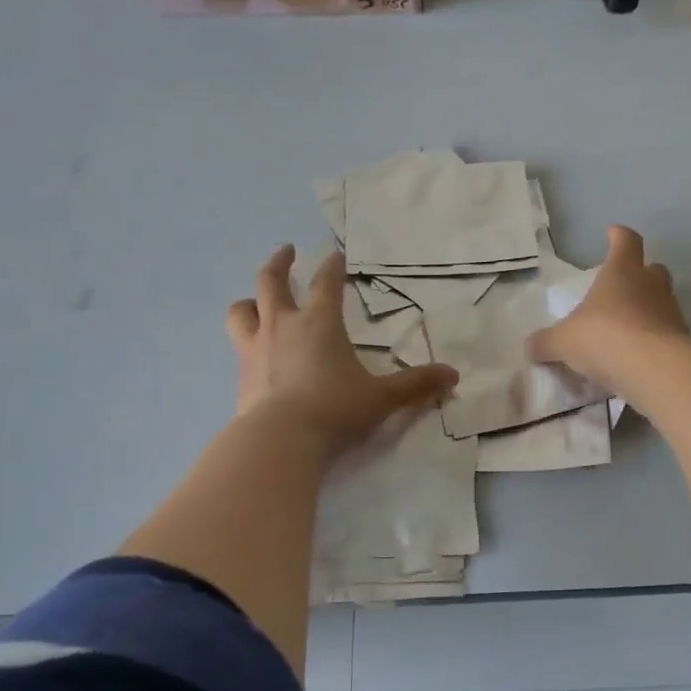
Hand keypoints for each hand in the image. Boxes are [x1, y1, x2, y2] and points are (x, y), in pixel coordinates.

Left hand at [226, 245, 457, 459]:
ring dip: (250, 300)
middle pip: (272, 281)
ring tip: (255, 300)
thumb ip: (416, 385)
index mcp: (319, 322)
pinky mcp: (240, 374)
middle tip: (287, 251)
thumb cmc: (335, 409)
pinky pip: (237, 346)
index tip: (337, 255)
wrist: (279, 440)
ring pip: (242, 311)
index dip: (333, 266)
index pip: (326, 282)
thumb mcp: (382, 398)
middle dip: (280, 262)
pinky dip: (244, 341)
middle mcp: (283, 325)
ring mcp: (255, 348)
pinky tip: (253, 352)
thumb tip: (453, 376)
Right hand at [526, 226, 689, 394]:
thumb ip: (546, 342)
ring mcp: (672, 312)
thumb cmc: (604, 337)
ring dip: (648, 310)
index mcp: (621, 272)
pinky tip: (638, 357)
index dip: (619, 236)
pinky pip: (667, 333)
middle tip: (622, 288)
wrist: (654, 370)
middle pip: (652, 269)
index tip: (613, 233)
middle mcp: (651, 285)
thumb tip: (530, 347)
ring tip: (627, 329)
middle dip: (640, 274)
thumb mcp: (563, 342)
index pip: (626, 241)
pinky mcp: (684, 341)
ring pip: (662, 302)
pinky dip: (655, 339)